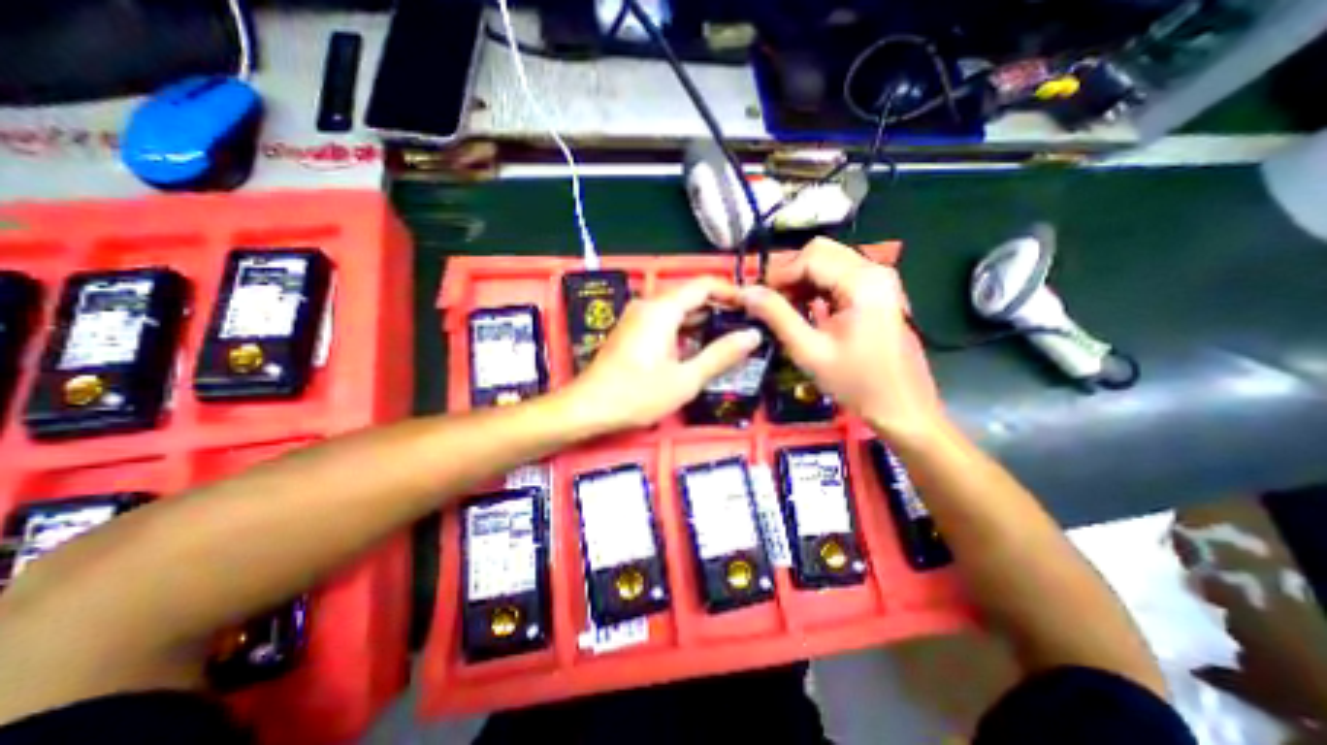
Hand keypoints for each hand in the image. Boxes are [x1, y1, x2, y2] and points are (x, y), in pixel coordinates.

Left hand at [565, 275, 762, 430]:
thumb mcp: (686, 379)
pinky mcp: (631, 331)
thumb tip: (752, 335)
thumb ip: (721, 355)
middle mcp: (648, 305)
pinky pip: (664, 321)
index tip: (752, 308)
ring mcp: (637, 318)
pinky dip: (684, 330)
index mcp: (662, 309)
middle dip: (718, 308)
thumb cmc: (637, 394)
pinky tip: (697, 348)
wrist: (588, 408)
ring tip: (727, 338)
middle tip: (744, 327)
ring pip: (677, 309)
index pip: (703, 285)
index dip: (731, 292)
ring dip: (702, 320)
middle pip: (690, 295)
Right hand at [737, 235, 942, 436]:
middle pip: (820, 252)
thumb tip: (747, 293)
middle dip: (789, 273)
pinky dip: (816, 287)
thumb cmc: (857, 383)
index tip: (757, 297)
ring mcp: (879, 280)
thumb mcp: (809, 351)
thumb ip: (777, 316)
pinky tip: (804, 308)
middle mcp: (874, 271)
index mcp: (862, 282)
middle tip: (768, 301)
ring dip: (801, 280)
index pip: (810, 257)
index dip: (778, 273)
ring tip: (783, 307)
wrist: (901, 407)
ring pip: (828, 262)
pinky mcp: (877, 292)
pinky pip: (839, 276)